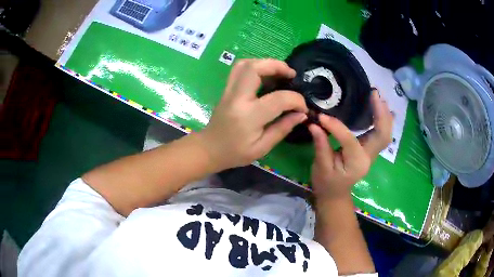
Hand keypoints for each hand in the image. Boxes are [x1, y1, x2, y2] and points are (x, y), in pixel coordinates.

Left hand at [198, 59, 307, 170]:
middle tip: (291, 75)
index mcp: (249, 116)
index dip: (296, 100)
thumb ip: (283, 128)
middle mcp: (237, 98)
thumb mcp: (262, 148)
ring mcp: (229, 91)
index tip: (303, 107)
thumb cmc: (235, 153)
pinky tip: (266, 75)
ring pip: (245, 64)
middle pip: (255, 68)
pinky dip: (255, 66)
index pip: (278, 99)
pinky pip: (239, 69)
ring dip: (265, 63)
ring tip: (280, 72)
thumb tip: (302, 114)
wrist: (209, 149)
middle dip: (277, 66)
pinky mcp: (226, 89)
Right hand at [309, 90, 392, 200]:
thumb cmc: (326, 183)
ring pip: (385, 133)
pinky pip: (382, 134)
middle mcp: (368, 158)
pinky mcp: (370, 150)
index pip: (350, 140)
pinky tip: (382, 108)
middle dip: (380, 113)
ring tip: (379, 97)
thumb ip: (320, 145)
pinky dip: (383, 120)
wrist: (335, 195)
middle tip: (374, 93)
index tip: (322, 116)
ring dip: (384, 115)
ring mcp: (372, 154)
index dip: (336, 127)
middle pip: (382, 135)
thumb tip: (315, 123)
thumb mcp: (320, 167)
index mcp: (356, 163)